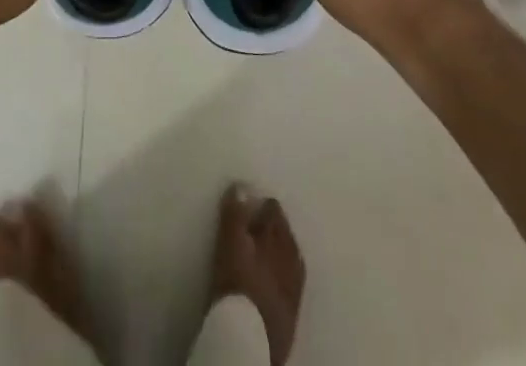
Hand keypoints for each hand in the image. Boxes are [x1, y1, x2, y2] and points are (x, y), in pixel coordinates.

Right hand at [209, 185, 304, 365]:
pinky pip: (290, 285)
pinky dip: (281, 278)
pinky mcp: (292, 313)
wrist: (249, 339)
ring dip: (278, 254)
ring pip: (290, 261)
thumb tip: (242, 186)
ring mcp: (295, 288)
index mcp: (279, 238)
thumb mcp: (230, 243)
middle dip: (273, 229)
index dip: (261, 207)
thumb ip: (235, 213)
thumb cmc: (238, 284)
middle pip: (285, 234)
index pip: (274, 210)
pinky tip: (271, 283)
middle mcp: (292, 259)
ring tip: (262, 256)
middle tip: (254, 231)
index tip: (248, 209)